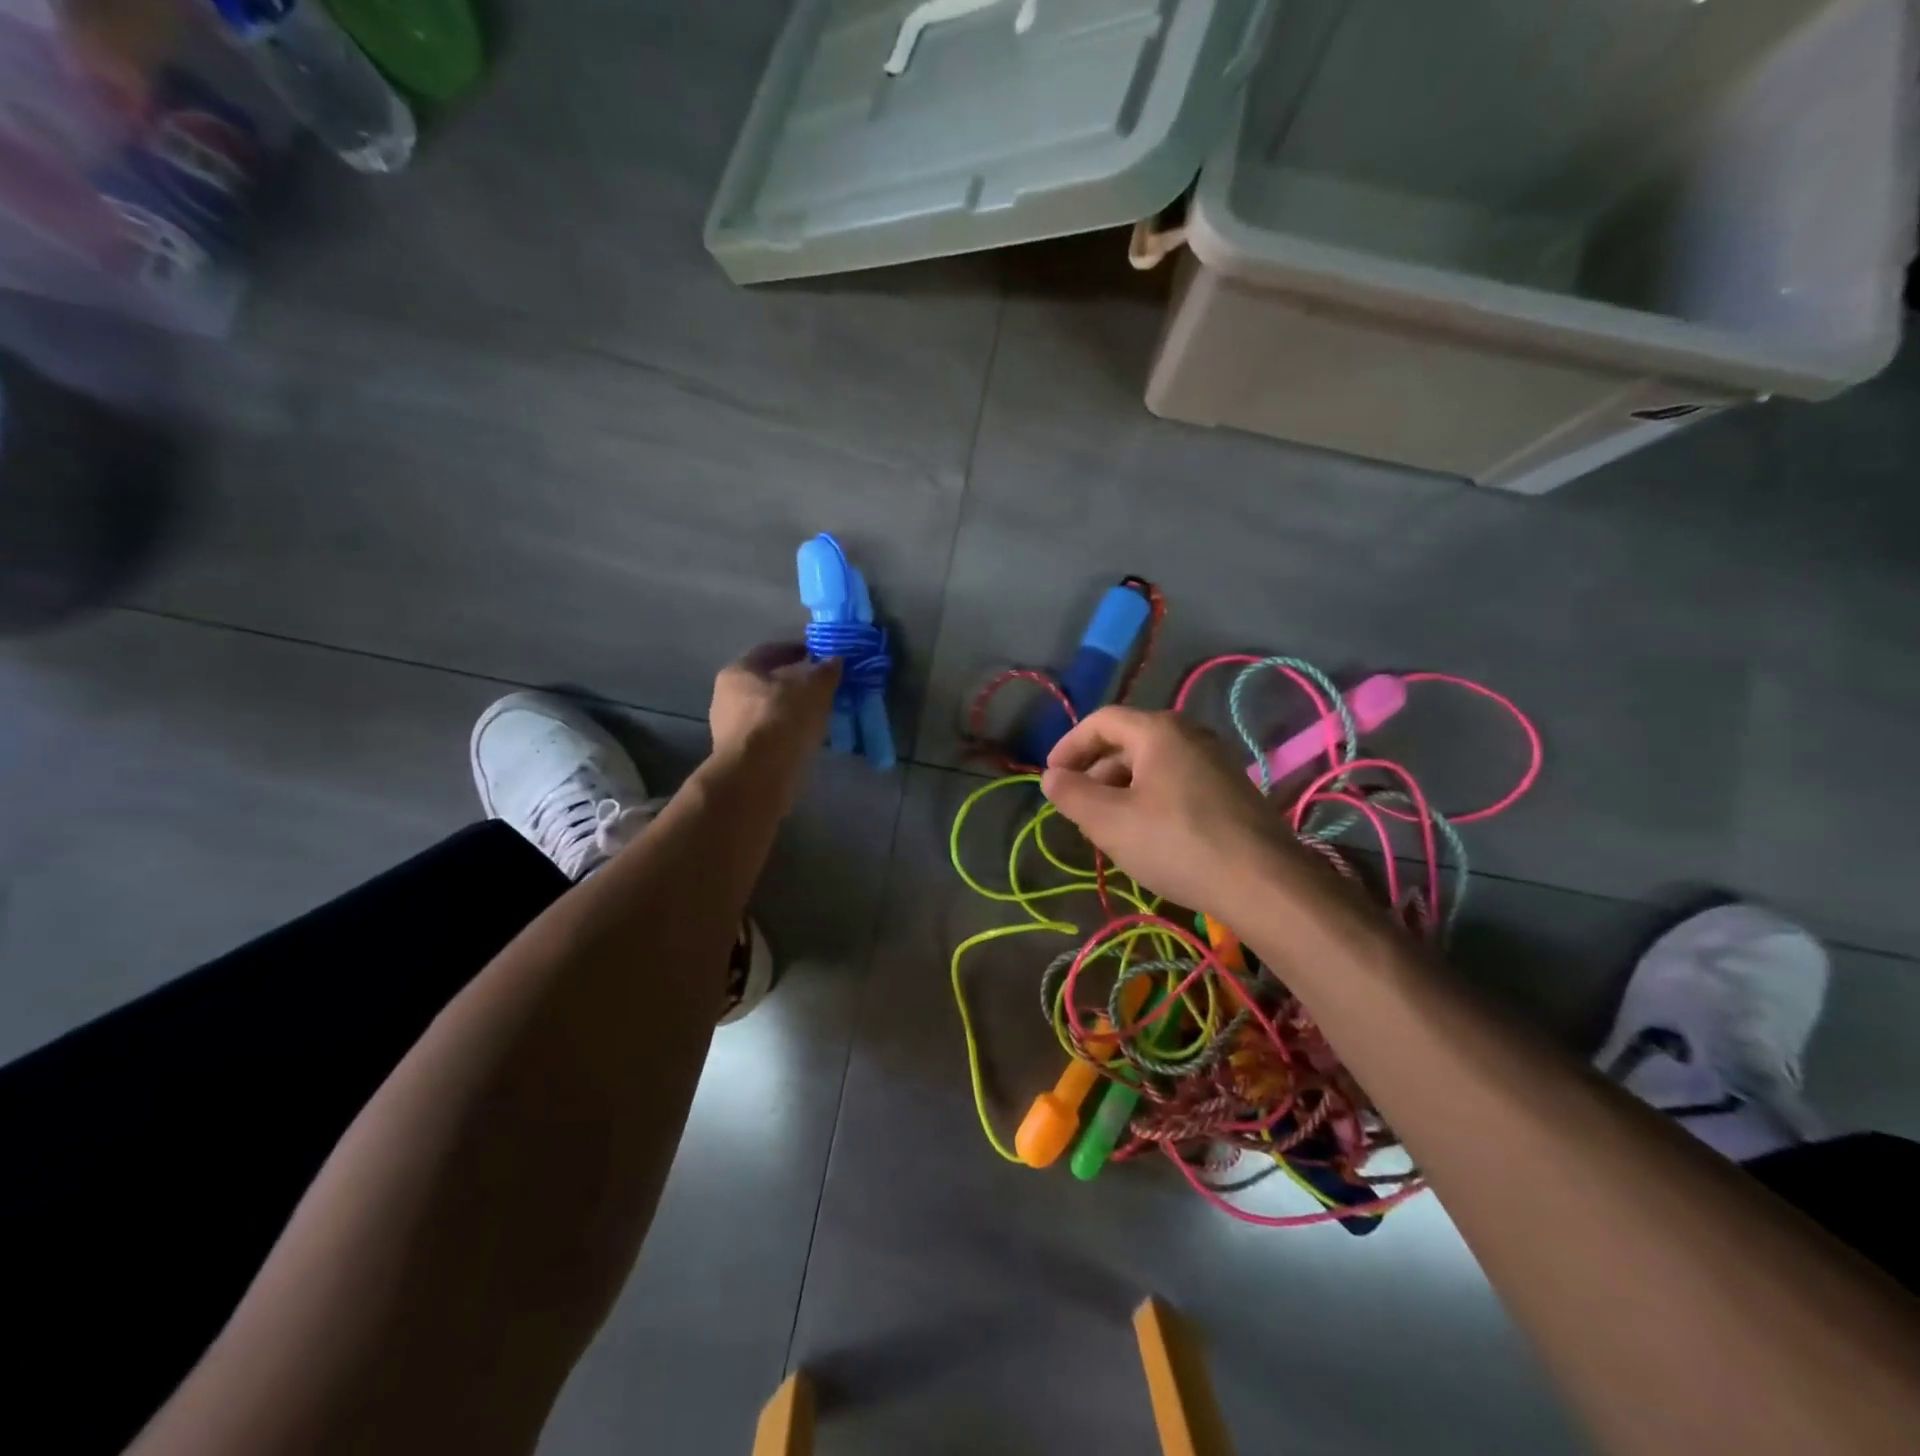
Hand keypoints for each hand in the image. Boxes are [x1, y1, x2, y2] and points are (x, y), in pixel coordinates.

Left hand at [708, 643, 840, 793]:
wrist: (758, 774)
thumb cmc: (782, 719)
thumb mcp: (813, 689)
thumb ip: (825, 672)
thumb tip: (834, 660)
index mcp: (739, 671)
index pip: (770, 651)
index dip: (796, 649)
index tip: (817, 653)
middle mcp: (726, 697)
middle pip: (765, 683)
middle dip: (793, 682)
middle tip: (820, 685)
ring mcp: (729, 729)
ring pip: (767, 711)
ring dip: (790, 710)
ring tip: (817, 713)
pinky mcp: (739, 755)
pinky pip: (768, 735)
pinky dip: (786, 732)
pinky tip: (805, 737)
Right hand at [1041, 706, 1302, 918]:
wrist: (1263, 883)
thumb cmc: (1176, 843)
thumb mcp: (1109, 822)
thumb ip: (1072, 794)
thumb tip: (1050, 777)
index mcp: (1158, 731)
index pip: (1100, 721)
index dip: (1068, 746)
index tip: (1051, 778)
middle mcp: (1189, 734)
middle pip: (1127, 741)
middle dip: (1094, 771)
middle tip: (1077, 808)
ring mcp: (1215, 761)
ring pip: (1152, 764)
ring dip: (1120, 788)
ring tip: (1107, 826)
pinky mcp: (1230, 790)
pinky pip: (1175, 781)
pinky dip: (1149, 798)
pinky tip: (1146, 834)